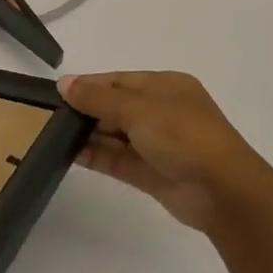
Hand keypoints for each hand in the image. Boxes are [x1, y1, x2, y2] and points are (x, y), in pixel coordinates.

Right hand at [59, 71, 272, 232]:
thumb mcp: (138, 108)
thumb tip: (64, 84)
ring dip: (88, 135)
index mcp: (166, 86)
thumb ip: (98, 98)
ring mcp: (158, 144)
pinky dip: (96, 156)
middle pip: (116, 107)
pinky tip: (70, 154)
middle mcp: (162, 112)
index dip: (89, 85)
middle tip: (49, 116)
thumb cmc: (183, 135)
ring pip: (115, 135)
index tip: (58, 92)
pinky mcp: (152, 173)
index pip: (120, 81)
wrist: (223, 191)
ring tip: (52, 135)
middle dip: (86, 111)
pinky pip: (118, 159)